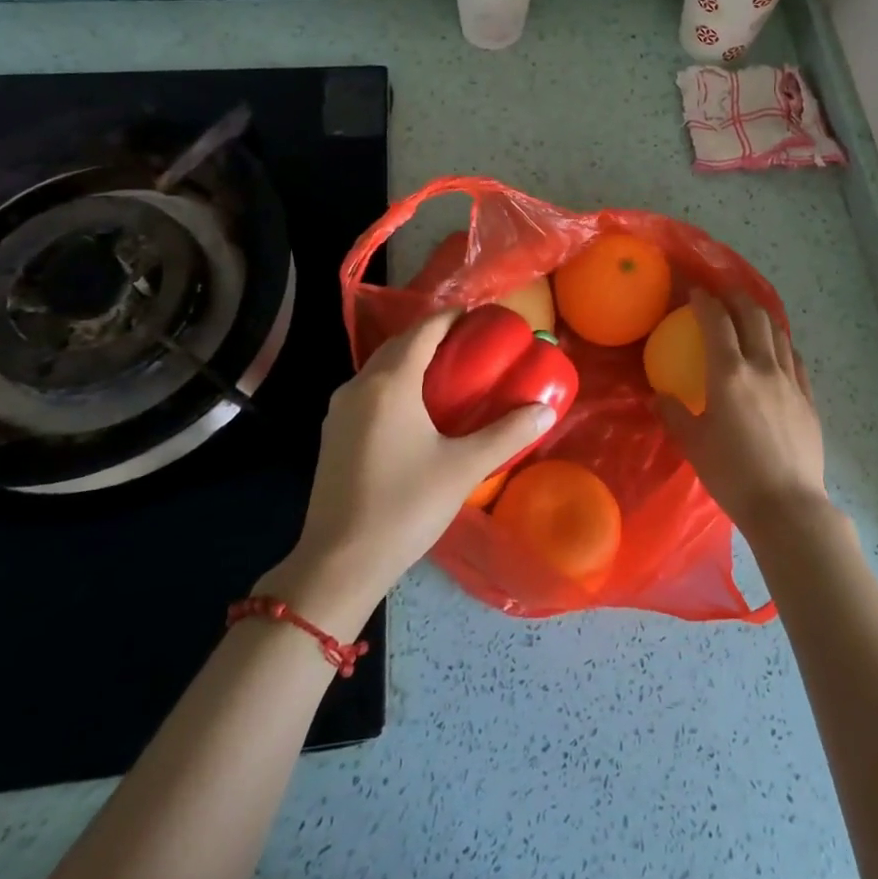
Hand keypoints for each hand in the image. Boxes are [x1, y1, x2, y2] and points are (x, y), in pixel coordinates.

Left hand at [268, 309, 556, 621]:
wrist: (339, 563)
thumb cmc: (404, 506)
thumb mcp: (463, 468)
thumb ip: (507, 434)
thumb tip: (545, 409)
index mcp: (390, 383)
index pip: (423, 330)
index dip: (451, 316)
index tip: (479, 315)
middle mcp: (359, 385)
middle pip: (399, 344)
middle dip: (432, 335)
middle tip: (470, 342)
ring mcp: (340, 410)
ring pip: (380, 367)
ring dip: (411, 359)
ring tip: (447, 370)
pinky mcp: (332, 434)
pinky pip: (369, 390)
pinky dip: (394, 383)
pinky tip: (415, 407)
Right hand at [657, 288, 829, 539]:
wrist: (787, 506)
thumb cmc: (733, 475)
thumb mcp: (693, 444)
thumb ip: (673, 413)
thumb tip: (658, 395)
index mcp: (729, 374)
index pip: (717, 322)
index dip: (705, 301)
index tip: (696, 292)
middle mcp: (762, 367)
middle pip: (753, 316)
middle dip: (736, 297)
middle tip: (723, 293)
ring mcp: (790, 381)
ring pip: (777, 332)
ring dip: (761, 315)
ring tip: (749, 312)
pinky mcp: (807, 398)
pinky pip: (794, 358)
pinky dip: (781, 343)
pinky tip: (777, 348)